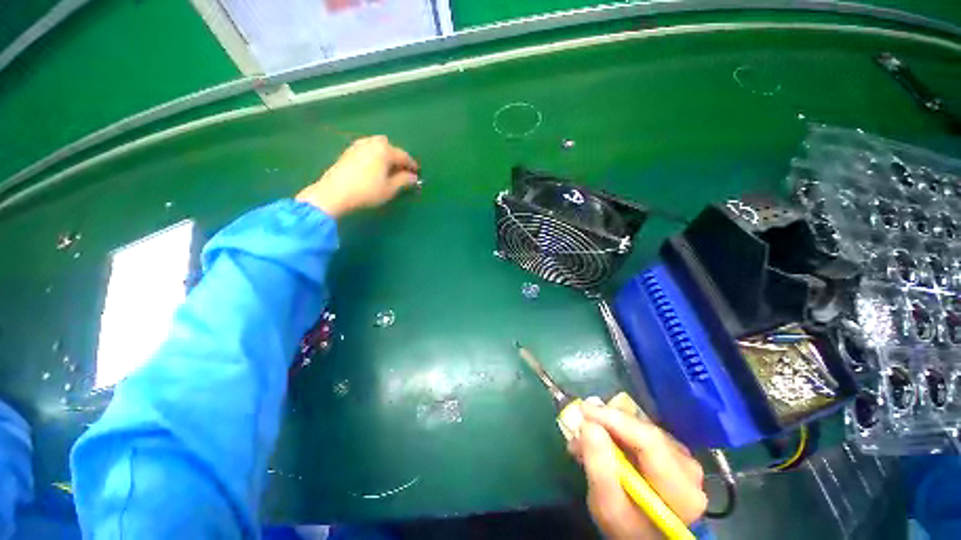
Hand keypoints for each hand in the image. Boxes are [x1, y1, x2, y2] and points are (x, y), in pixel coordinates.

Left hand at [297, 136, 419, 217]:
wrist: (334, 193)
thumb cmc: (367, 191)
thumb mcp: (389, 189)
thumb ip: (404, 181)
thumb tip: (413, 177)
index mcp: (384, 150)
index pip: (403, 156)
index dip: (412, 165)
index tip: (418, 173)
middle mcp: (371, 143)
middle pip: (389, 146)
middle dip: (397, 156)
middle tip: (401, 170)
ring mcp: (358, 146)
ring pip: (376, 146)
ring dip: (385, 155)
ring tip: (388, 169)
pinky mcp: (348, 152)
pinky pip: (367, 149)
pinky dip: (374, 156)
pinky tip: (374, 168)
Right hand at [569, 404, 706, 538]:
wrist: (646, 534)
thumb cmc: (628, 528)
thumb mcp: (608, 508)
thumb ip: (600, 469)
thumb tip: (588, 425)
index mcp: (681, 490)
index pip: (648, 441)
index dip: (613, 420)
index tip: (582, 410)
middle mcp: (688, 468)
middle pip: (644, 431)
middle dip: (606, 423)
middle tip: (578, 425)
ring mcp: (683, 458)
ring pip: (640, 428)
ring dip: (609, 427)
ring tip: (584, 439)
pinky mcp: (673, 452)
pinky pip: (641, 431)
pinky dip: (617, 432)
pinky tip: (601, 441)